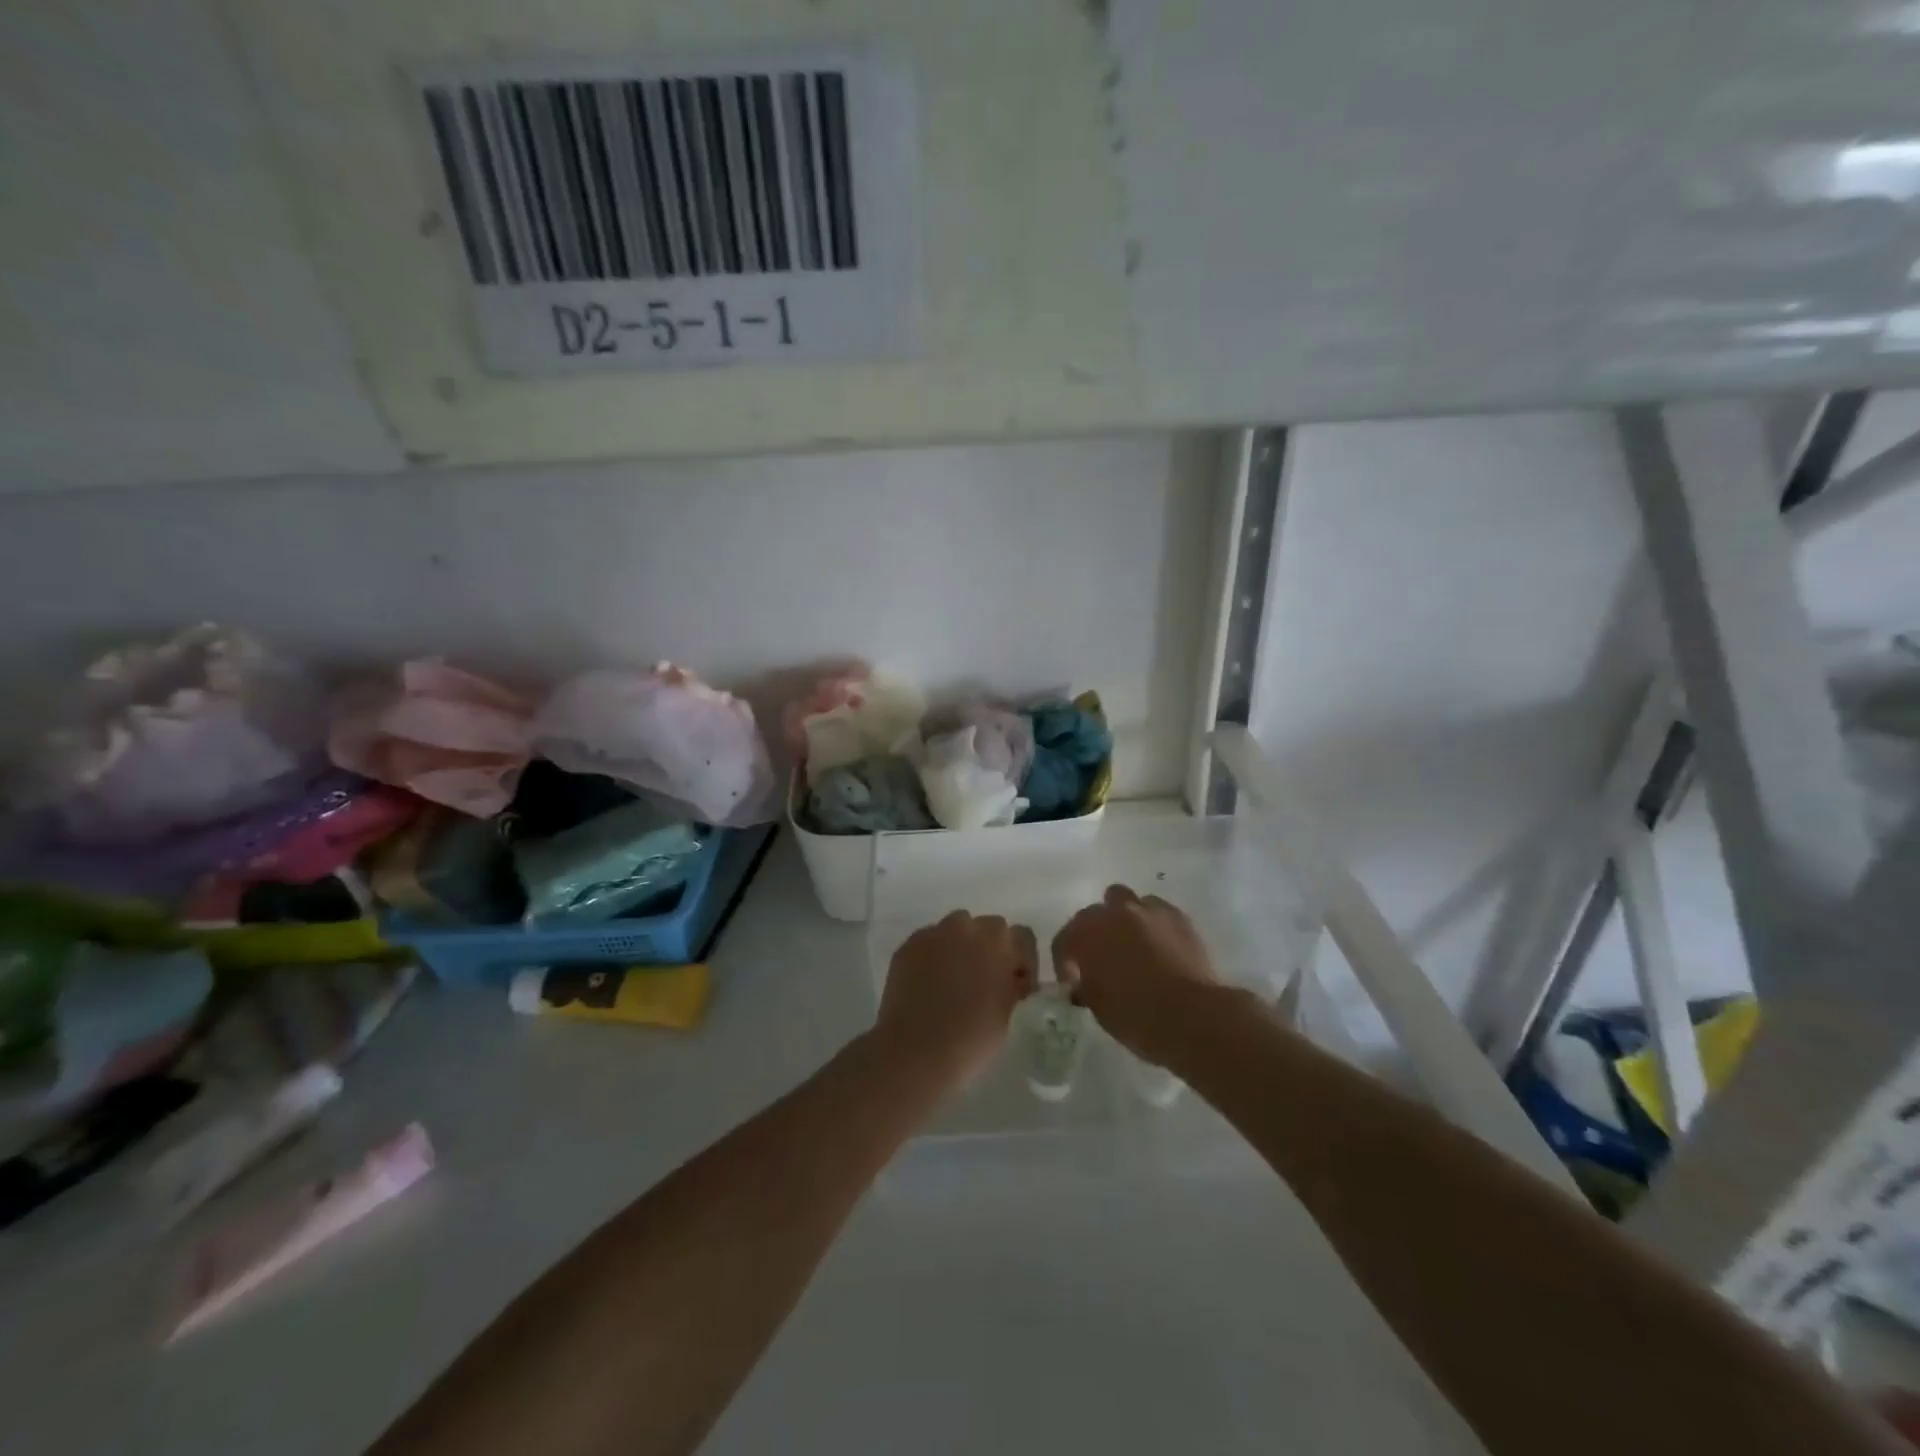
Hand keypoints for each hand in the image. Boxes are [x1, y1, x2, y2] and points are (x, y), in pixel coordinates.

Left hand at [877, 912, 1036, 1089]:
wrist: (917, 1050)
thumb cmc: (972, 1037)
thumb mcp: (1009, 1013)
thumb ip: (1014, 986)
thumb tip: (1012, 979)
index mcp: (999, 943)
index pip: (1022, 937)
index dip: (1023, 961)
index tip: (1017, 985)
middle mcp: (968, 928)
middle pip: (989, 927)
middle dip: (991, 948)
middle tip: (985, 980)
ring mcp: (935, 933)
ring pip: (956, 928)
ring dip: (961, 946)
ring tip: (954, 978)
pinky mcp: (909, 945)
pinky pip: (929, 941)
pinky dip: (934, 955)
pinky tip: (929, 982)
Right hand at [1052, 884, 1217, 1066]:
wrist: (1193, 1016)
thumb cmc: (1138, 1017)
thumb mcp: (1099, 1009)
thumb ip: (1086, 987)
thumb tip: (1083, 984)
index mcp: (1087, 934)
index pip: (1064, 940)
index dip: (1064, 962)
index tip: (1073, 983)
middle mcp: (1114, 913)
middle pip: (1094, 912)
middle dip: (1095, 933)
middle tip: (1102, 960)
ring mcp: (1149, 910)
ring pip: (1128, 902)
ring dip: (1124, 920)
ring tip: (1133, 946)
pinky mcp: (1178, 917)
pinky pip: (1158, 911)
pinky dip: (1153, 924)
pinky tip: (1160, 946)